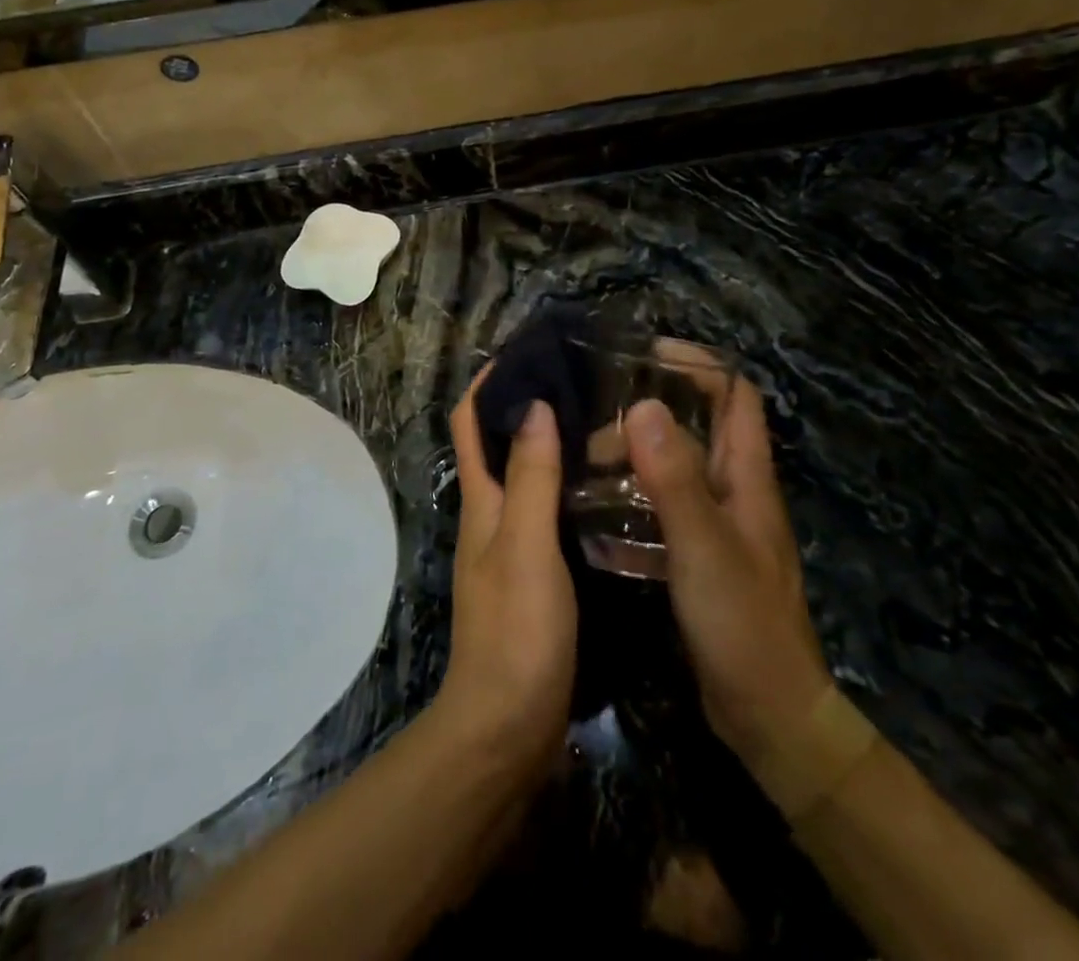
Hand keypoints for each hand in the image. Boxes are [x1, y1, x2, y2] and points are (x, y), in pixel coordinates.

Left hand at [438, 374, 576, 775]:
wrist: (509, 728)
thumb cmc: (517, 632)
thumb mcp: (526, 547)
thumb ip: (531, 479)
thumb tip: (533, 406)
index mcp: (483, 501)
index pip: (472, 423)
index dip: (489, 383)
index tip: (526, 351)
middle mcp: (493, 514)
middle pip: (501, 443)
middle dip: (527, 404)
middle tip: (581, 379)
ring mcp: (514, 545)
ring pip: (528, 476)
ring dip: (552, 443)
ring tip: (603, 418)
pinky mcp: (537, 573)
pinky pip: (549, 511)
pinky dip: (568, 485)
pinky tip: (606, 484)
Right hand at [626, 344, 832, 776]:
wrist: (769, 715)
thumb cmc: (742, 622)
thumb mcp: (703, 545)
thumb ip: (673, 477)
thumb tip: (641, 406)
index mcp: (746, 477)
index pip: (735, 396)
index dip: (700, 365)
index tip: (648, 353)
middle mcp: (735, 492)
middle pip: (700, 426)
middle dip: (654, 407)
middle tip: (597, 412)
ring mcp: (719, 526)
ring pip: (677, 468)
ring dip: (638, 454)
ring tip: (585, 455)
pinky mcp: (700, 557)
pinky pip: (665, 509)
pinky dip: (634, 498)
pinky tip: (596, 510)